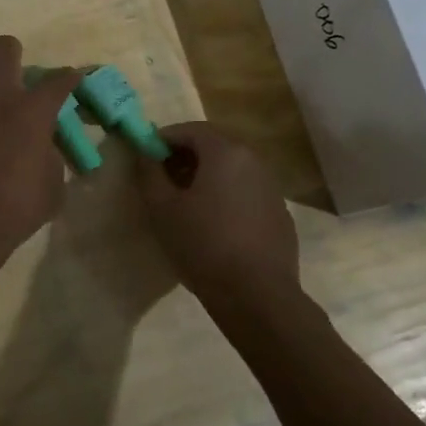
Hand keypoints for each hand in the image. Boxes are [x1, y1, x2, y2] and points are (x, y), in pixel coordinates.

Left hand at [0, 36, 79, 299]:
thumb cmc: (17, 206)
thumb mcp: (52, 186)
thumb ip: (50, 157)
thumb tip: (43, 148)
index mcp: (34, 109)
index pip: (59, 80)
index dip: (68, 77)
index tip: (71, 78)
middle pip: (5, 49)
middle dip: (12, 52)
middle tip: (13, 72)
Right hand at [136, 122, 300, 317]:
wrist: (258, 296)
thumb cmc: (203, 245)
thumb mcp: (163, 209)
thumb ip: (150, 173)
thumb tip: (145, 152)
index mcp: (225, 152)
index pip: (190, 129)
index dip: (165, 139)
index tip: (147, 156)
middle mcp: (253, 160)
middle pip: (214, 146)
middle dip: (186, 157)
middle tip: (163, 179)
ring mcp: (272, 188)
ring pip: (233, 171)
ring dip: (208, 177)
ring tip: (186, 204)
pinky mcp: (280, 215)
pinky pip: (247, 194)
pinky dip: (228, 198)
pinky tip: (216, 226)